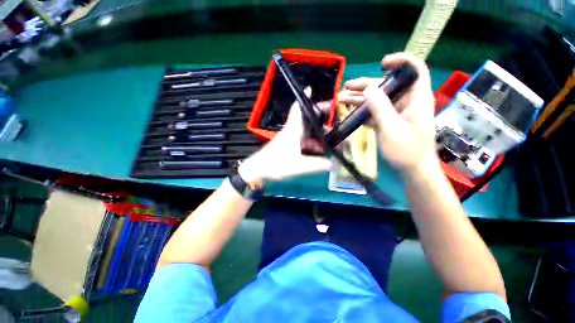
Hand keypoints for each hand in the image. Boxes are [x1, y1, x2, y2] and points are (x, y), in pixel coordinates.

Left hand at [239, 89, 334, 182]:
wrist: (259, 170)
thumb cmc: (277, 164)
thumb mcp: (301, 166)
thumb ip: (319, 165)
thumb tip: (336, 164)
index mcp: (294, 129)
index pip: (298, 108)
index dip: (305, 98)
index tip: (312, 90)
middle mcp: (292, 130)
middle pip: (306, 118)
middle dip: (320, 118)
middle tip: (334, 123)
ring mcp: (289, 138)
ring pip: (305, 130)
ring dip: (317, 132)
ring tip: (330, 139)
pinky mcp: (287, 146)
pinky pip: (302, 139)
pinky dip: (312, 141)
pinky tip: (318, 150)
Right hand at [338, 52, 437, 175]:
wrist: (412, 170)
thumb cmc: (407, 150)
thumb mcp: (392, 128)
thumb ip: (379, 107)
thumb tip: (367, 89)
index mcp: (416, 98)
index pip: (414, 70)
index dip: (400, 61)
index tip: (381, 65)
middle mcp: (406, 102)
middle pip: (387, 86)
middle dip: (366, 85)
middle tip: (346, 87)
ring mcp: (396, 113)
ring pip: (377, 101)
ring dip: (359, 100)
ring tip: (341, 99)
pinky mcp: (388, 122)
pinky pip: (374, 113)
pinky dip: (362, 113)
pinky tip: (348, 114)